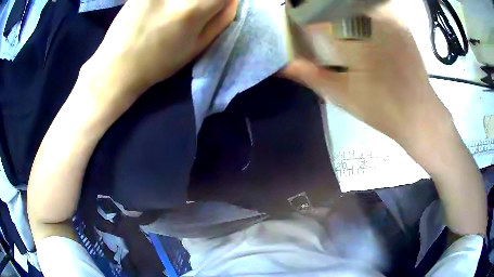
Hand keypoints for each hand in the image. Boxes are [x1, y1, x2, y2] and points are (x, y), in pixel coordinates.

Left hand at [83, 0, 237, 101]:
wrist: (118, 65)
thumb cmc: (159, 62)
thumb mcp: (197, 47)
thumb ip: (221, 19)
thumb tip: (233, 0)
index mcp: (194, 9)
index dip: (223, 0)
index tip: (215, 7)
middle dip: (204, 2)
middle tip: (192, 12)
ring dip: (185, 3)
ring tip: (173, 16)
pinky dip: (168, 3)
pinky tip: (161, 11)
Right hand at [281, 5, 486, 235]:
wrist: (420, 114)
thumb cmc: (382, 109)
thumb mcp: (342, 96)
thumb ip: (311, 76)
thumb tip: (281, 66)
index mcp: (355, 40)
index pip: (318, 16)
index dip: (300, 14)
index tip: (292, 16)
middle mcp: (373, 22)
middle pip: (336, 2)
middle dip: (318, 6)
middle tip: (308, 14)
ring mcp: (389, 19)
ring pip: (357, 1)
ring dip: (338, 5)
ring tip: (330, 17)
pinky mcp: (399, 21)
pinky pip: (376, 4)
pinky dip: (361, 6)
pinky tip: (356, 18)